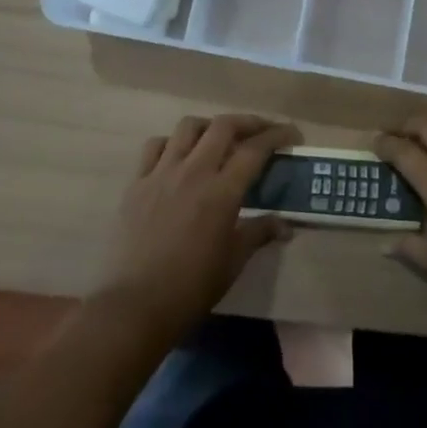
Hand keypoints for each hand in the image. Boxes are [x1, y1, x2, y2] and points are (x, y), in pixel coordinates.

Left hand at [96, 114, 301, 340]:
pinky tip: (179, 158)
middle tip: (262, 131)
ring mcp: (161, 174)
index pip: (255, 149)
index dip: (277, 135)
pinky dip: (172, 143)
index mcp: (221, 192)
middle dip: (249, 122)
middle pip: (223, 126)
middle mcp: (193, 172)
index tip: (292, 134)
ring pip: (187, 127)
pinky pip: (154, 146)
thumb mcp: (233, 261)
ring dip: (209, 127)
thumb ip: (259, 233)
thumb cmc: (191, 287)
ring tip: (219, 139)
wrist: (134, 305)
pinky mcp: (136, 183)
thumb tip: (285, 225)